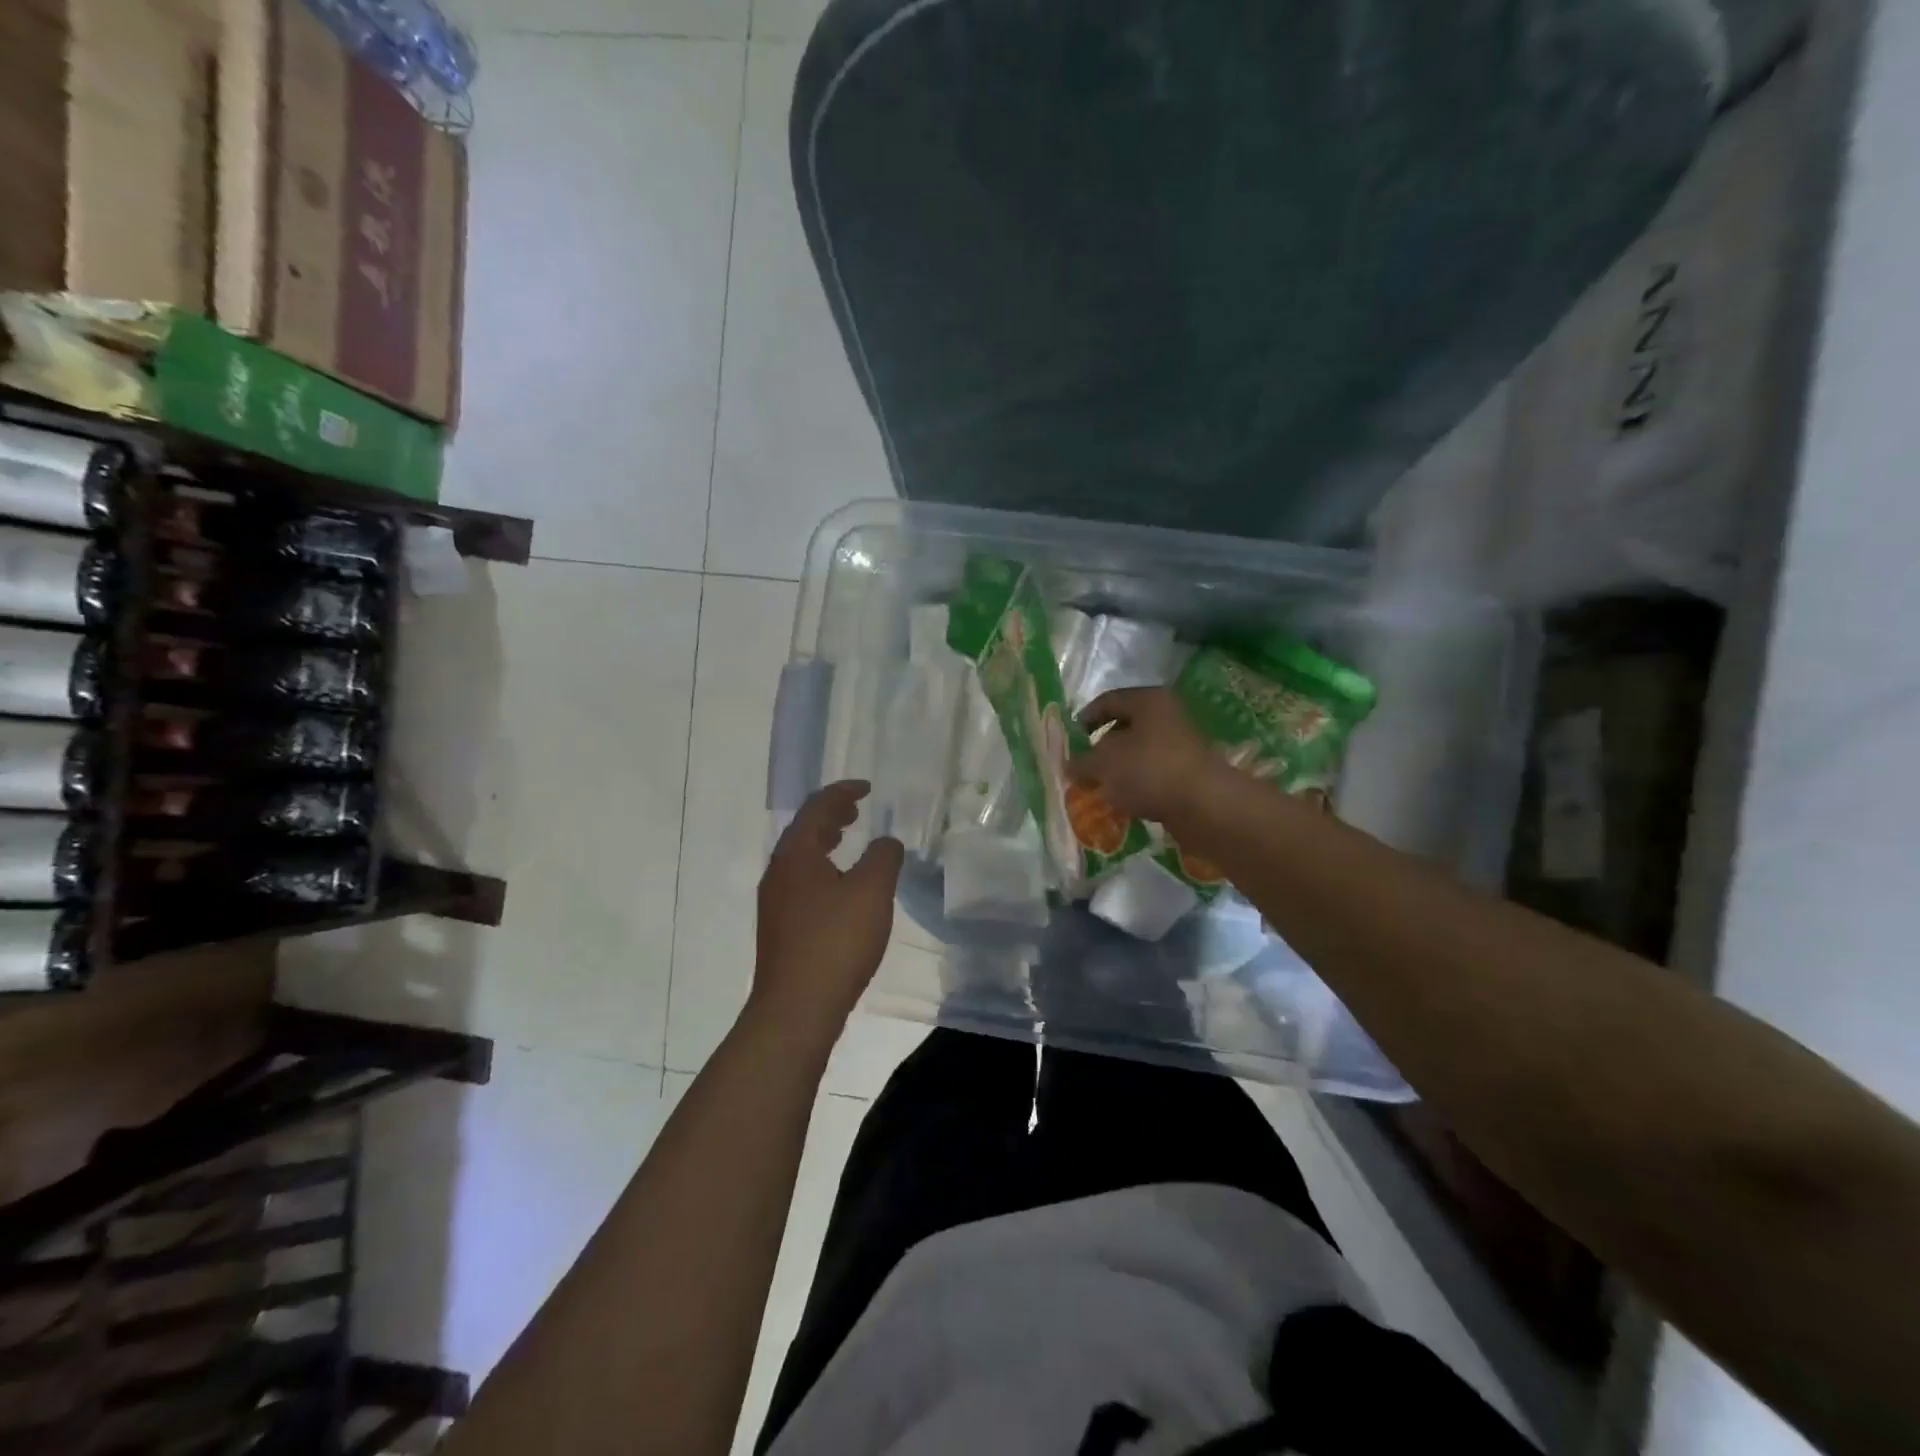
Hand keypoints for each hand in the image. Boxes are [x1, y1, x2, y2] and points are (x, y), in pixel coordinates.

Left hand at [752, 781, 904, 1041]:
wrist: (796, 1008)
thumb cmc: (835, 942)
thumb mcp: (872, 891)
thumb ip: (883, 858)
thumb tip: (886, 843)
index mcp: (796, 854)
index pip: (817, 807)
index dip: (842, 792)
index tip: (866, 788)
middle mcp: (779, 872)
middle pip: (804, 830)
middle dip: (831, 815)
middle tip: (856, 810)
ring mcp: (776, 902)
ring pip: (801, 858)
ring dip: (825, 842)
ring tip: (848, 840)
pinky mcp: (781, 927)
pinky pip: (802, 881)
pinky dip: (823, 868)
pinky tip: (842, 888)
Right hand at [1069, 687, 1227, 823]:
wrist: (1204, 805)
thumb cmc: (1149, 770)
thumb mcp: (1104, 763)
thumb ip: (1082, 763)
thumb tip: (1069, 766)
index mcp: (1148, 700)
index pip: (1108, 701)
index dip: (1085, 718)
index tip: (1070, 739)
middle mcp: (1167, 716)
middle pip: (1125, 727)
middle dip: (1100, 748)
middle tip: (1081, 767)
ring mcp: (1180, 746)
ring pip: (1139, 753)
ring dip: (1118, 769)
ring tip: (1098, 788)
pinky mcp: (1187, 773)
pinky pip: (1153, 774)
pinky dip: (1136, 785)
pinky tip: (1123, 802)